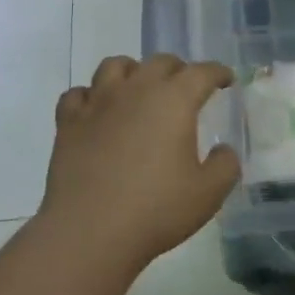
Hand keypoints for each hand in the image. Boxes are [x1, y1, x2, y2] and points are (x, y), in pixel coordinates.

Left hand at [40, 54, 241, 267]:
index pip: (202, 72)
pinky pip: (78, 94)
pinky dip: (91, 96)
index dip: (217, 73)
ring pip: (115, 66)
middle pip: (159, 62)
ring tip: (139, 88)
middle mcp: (136, 90)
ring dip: (133, 72)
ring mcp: (97, 104)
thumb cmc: (156, 210)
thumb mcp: (209, 193)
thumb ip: (225, 165)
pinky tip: (97, 111)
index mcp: (174, 100)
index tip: (225, 80)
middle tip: (186, 88)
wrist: (89, 232)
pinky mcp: (68, 123)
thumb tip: (223, 149)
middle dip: (178, 70)